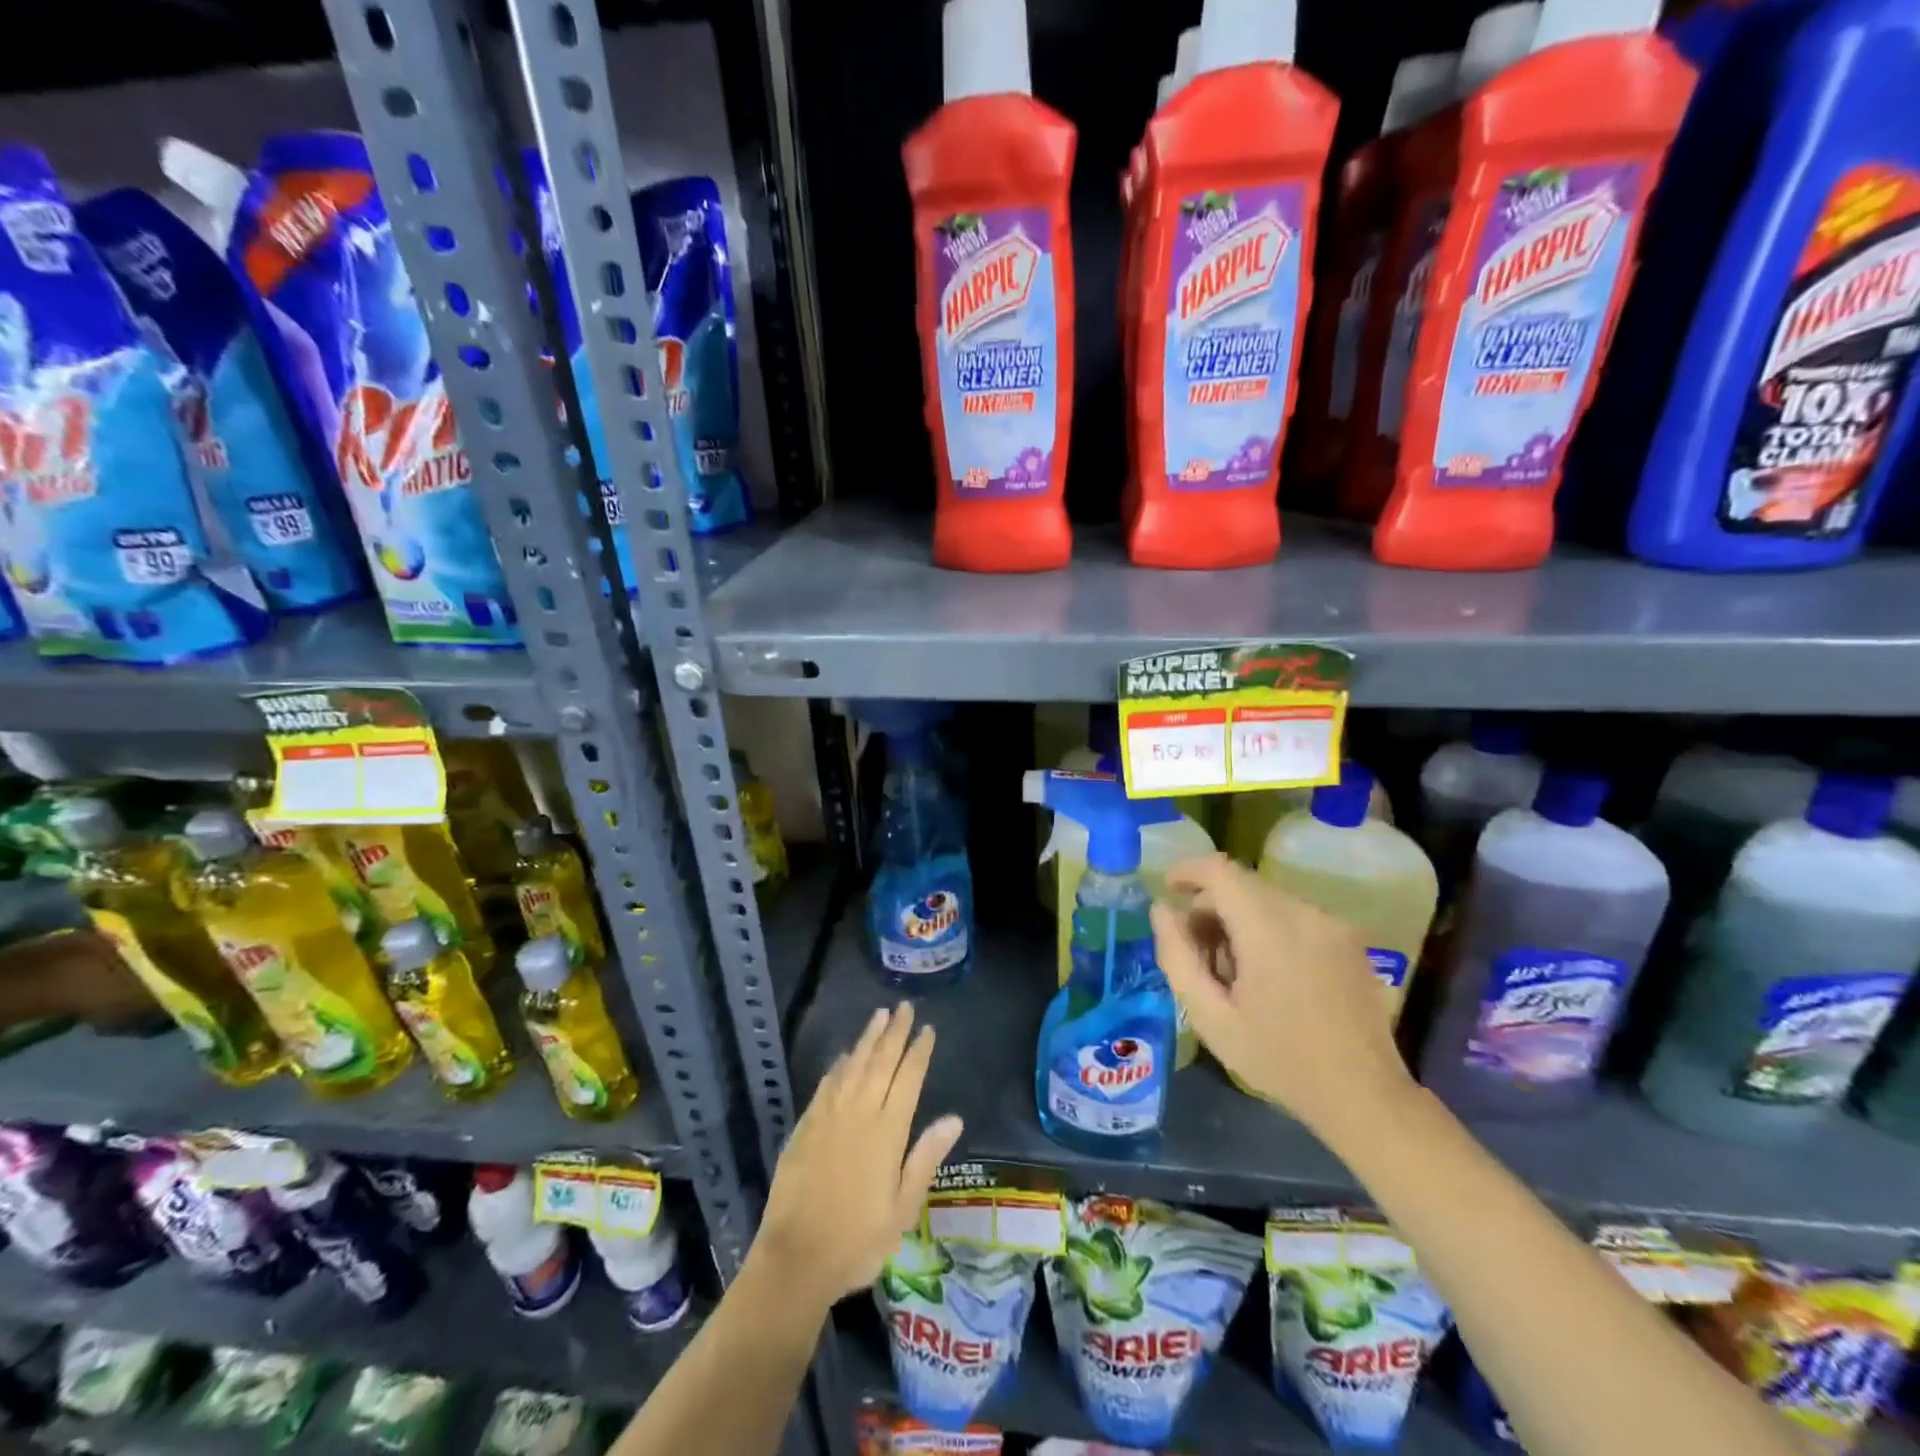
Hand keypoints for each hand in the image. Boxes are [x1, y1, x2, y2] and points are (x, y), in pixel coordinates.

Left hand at [755, 1002, 963, 1308]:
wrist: (795, 1259)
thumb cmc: (858, 1241)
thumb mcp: (903, 1209)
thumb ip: (925, 1158)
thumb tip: (954, 1118)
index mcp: (887, 1132)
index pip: (908, 1079)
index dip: (918, 1052)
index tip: (927, 1029)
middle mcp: (859, 1113)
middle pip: (880, 1062)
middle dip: (895, 1032)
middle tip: (904, 1007)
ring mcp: (829, 1116)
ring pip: (853, 1065)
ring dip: (868, 1039)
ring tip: (879, 1015)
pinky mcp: (805, 1126)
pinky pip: (827, 1084)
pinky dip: (839, 1065)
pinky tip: (845, 1055)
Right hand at [1151, 854, 1415, 1142]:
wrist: (1364, 1096)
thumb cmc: (1279, 1059)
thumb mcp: (1210, 1017)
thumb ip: (1178, 957)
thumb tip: (1162, 910)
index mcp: (1269, 929)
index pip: (1219, 871)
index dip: (1186, 871)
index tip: (1167, 891)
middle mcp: (1304, 913)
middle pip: (1241, 886)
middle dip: (1210, 908)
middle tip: (1197, 955)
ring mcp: (1332, 924)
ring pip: (1266, 900)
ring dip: (1239, 921)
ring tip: (1234, 973)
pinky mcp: (1349, 938)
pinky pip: (1293, 915)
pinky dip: (1268, 929)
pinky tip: (1269, 975)